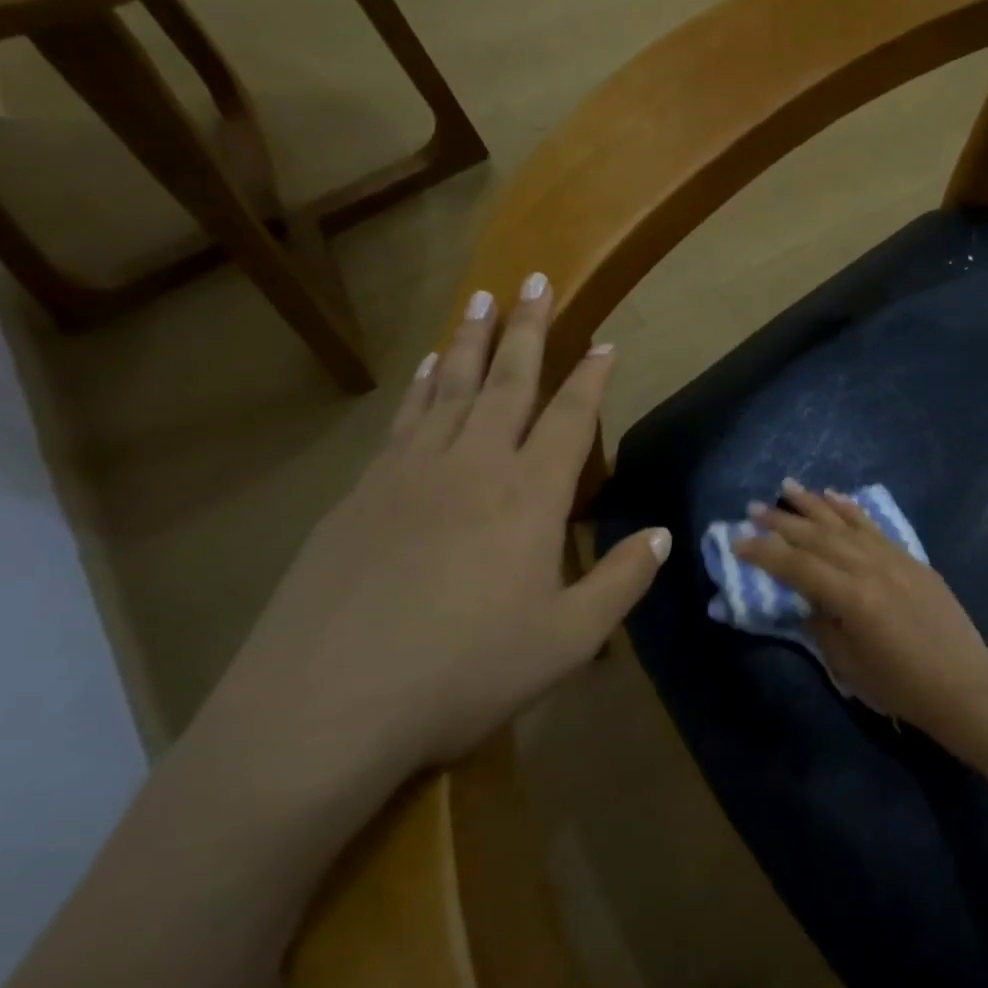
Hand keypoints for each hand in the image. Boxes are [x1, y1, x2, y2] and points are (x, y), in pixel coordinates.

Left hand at [192, 276, 671, 815]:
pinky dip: (424, 385)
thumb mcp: (568, 641)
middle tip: (536, 280)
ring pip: (452, 389)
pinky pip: (406, 420)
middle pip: (508, 382)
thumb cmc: (464, 673)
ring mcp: (411, 474)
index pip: (569, 419)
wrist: (326, 707)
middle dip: (527, 329)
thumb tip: (661, 535)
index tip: (605, 342)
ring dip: (472, 341)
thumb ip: (620, 581)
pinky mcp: (363, 493)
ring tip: (483, 299)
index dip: (591, 378)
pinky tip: (430, 368)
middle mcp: (473, 466)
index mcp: (529, 497)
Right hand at [735, 482, 987, 736]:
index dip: (764, 553)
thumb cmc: (900, 686)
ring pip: (845, 523)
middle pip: (817, 537)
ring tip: (787, 488)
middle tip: (753, 509)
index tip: (737, 541)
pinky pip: (874, 527)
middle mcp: (870, 566)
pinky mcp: (910, 559)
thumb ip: (821, 623)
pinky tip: (835, 496)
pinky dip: (851, 510)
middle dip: (782, 522)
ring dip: (814, 504)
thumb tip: (807, 598)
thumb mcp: (847, 664)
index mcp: (851, 595)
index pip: (796, 566)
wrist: (963, 686)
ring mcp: (893, 558)